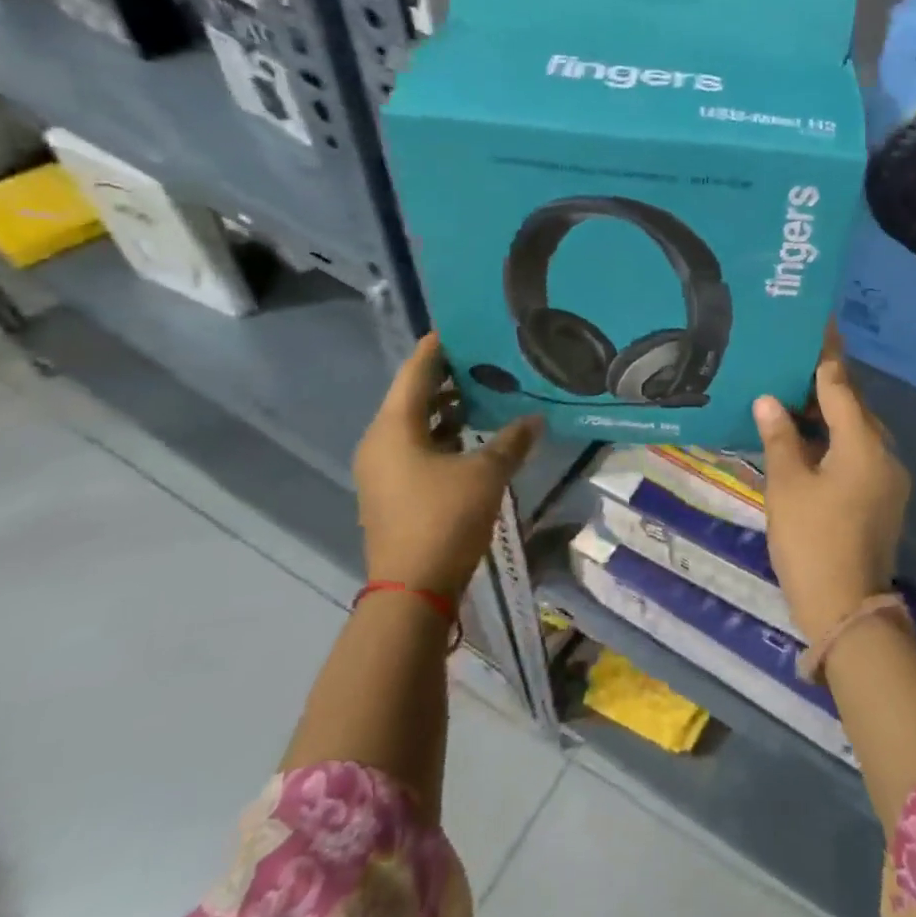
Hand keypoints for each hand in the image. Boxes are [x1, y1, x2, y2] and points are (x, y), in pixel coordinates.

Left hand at [353, 334, 541, 596]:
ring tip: (487, 392)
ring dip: (448, 408)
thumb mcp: (486, 474)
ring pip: (416, 424)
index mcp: (394, 427)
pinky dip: (443, 435)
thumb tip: (535, 417)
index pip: (416, 371)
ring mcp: (383, 469)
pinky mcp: (393, 491)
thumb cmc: (444, 520)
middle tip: (486, 356)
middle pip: (413, 395)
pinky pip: (417, 447)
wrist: (411, 591)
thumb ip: (511, 441)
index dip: (438, 346)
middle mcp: (380, 441)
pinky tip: (474, 435)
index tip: (463, 325)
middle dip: (448, 376)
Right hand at [753, 328, 910, 645]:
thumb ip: (779, 437)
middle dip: (824, 383)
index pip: (840, 383)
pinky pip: (859, 453)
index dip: (825, 354)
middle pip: (853, 405)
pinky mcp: (884, 497)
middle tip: (791, 361)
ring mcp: (888, 476)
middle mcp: (884, 451)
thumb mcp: (787, 485)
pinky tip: (807, 439)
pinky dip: (835, 440)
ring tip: (792, 395)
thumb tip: (768, 399)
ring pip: (856, 430)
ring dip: (828, 414)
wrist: (846, 608)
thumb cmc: (812, 540)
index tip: (818, 324)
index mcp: (863, 441)